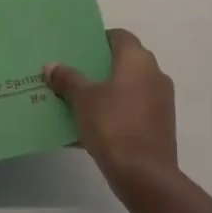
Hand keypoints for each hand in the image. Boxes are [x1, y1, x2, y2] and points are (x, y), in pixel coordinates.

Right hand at [45, 29, 176, 184]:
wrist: (145, 176)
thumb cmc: (113, 126)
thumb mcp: (83, 100)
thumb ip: (67, 79)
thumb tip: (51, 65)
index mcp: (138, 60)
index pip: (119, 36)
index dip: (98, 39)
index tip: (77, 49)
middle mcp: (154, 74)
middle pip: (123, 62)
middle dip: (98, 67)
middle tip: (72, 73)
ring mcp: (160, 101)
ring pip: (127, 88)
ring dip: (106, 92)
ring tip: (77, 100)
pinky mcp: (159, 125)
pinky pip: (132, 110)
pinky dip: (114, 112)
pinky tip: (90, 126)